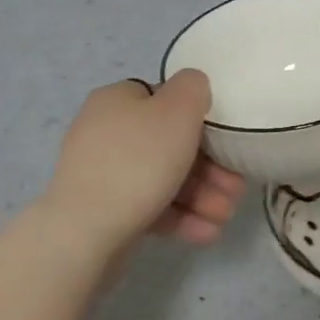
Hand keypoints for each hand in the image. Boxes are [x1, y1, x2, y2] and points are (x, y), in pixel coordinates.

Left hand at [41, 72, 244, 255]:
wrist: (84, 231)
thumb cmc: (139, 161)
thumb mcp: (178, 110)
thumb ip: (193, 87)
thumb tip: (193, 89)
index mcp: (118, 100)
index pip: (166, 100)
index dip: (201, 121)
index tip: (227, 144)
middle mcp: (106, 131)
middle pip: (170, 144)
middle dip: (210, 168)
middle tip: (235, 189)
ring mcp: (102, 174)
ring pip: (164, 178)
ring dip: (201, 196)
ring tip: (224, 217)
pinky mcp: (104, 211)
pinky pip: (150, 206)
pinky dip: (180, 217)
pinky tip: (206, 232)